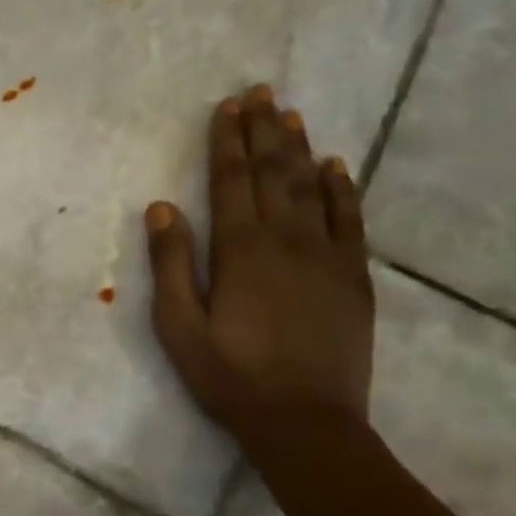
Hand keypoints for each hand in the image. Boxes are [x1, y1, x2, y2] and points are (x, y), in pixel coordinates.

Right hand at [145, 85, 375, 441]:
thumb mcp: (179, 327)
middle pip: (274, 173)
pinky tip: (336, 166)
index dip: (227, 141)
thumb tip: (161, 207)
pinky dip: (343, 189)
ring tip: (290, 114)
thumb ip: (171, 264)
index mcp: (241, 251)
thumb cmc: (231, 377)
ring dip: (300, 148)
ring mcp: (327, 257)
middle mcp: (287, 240)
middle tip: (260, 91)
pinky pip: (351, 221)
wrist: (306, 423)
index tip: (226, 107)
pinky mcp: (354, 278)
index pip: (232, 181)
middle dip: (263, 130)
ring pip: (313, 187)